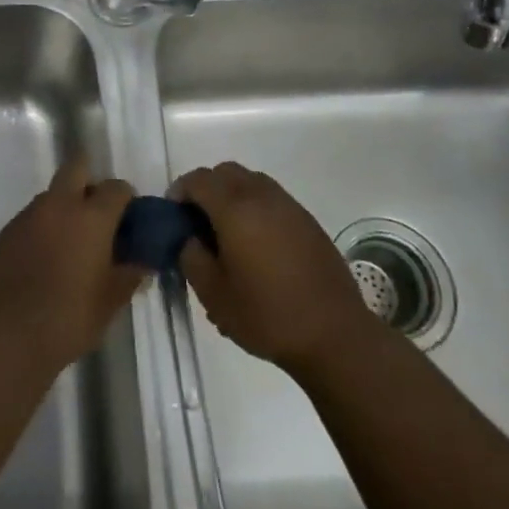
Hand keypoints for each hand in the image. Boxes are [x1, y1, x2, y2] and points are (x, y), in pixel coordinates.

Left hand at [0, 159, 145, 372]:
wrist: (7, 333)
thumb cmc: (69, 317)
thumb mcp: (110, 301)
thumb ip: (129, 275)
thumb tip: (142, 263)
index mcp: (91, 216)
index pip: (116, 187)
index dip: (126, 200)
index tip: (129, 222)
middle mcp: (58, 205)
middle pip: (76, 168)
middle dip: (90, 183)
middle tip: (97, 217)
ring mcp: (27, 215)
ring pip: (51, 196)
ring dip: (63, 209)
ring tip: (69, 246)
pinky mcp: (5, 232)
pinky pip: (29, 220)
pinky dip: (40, 231)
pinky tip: (42, 262)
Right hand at [174, 161, 371, 378]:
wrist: (335, 336)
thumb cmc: (267, 315)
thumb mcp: (213, 294)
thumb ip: (190, 257)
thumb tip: (187, 238)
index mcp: (235, 209)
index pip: (198, 180)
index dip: (179, 191)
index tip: (173, 216)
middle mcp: (262, 196)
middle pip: (225, 172)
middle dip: (205, 188)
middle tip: (197, 222)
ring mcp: (289, 206)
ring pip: (250, 181)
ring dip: (231, 195)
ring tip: (226, 232)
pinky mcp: (308, 221)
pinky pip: (272, 198)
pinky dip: (255, 206)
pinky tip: (255, 243)